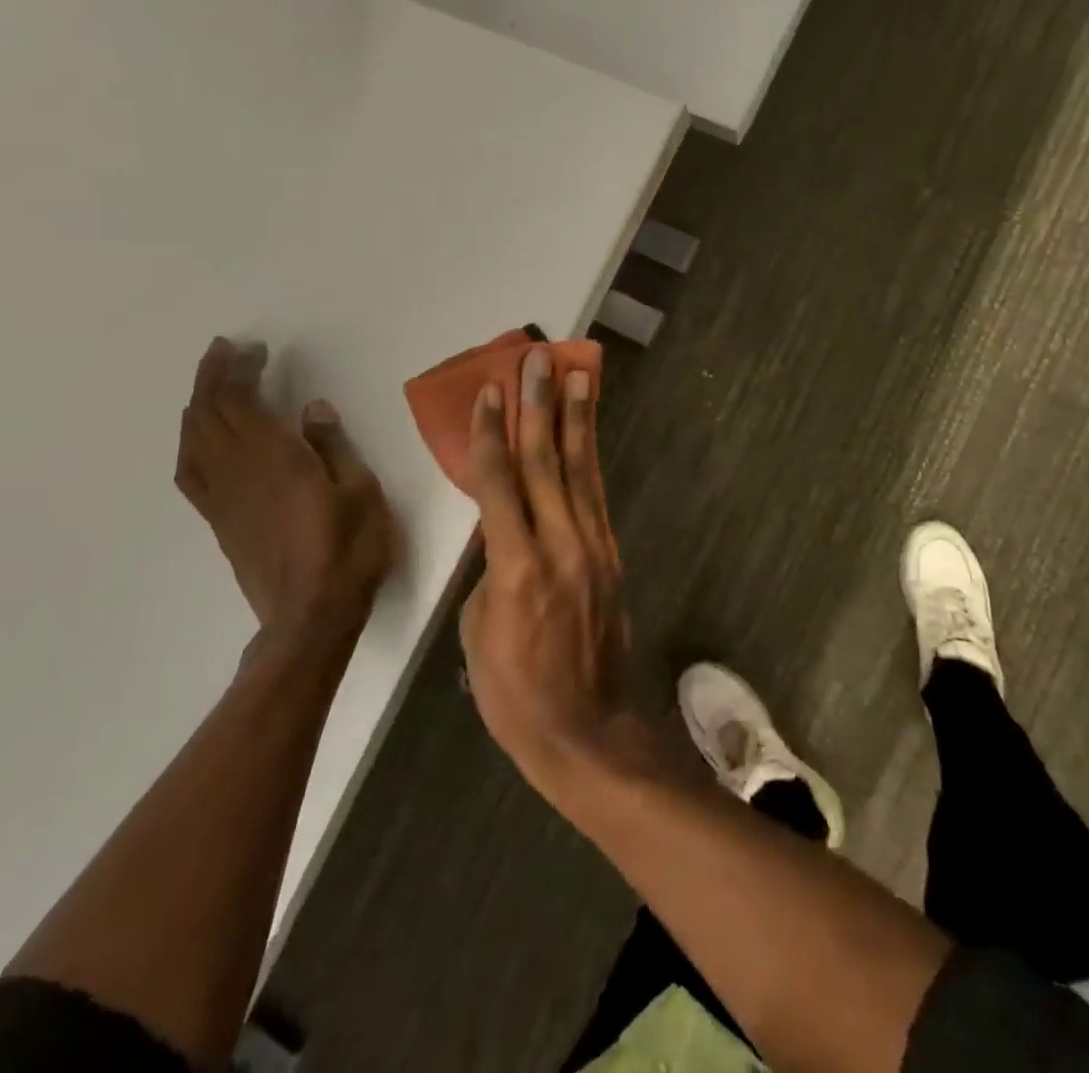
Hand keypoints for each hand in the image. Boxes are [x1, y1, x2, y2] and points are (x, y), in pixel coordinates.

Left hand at [174, 338, 397, 661]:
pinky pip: (190, 471)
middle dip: (213, 377)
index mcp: (275, 458)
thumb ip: (333, 447)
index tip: (252, 348)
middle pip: (209, 413)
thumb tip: (312, 408)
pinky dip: (190, 442)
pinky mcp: (219, 521)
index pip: (241, 401)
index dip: (239, 370)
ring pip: (193, 439)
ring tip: (211, 385)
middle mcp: (238, 470)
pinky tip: (199, 438)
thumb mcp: (361, 492)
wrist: (310, 617)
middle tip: (226, 351)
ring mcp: (222, 497)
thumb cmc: (348, 550)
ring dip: (197, 405)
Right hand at [459, 346, 631, 800]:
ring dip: (576, 418)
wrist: (587, 730)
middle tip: (538, 358)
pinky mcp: (610, 555)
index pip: (499, 482)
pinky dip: (590, 456)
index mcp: (518, 566)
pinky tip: (587, 431)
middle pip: (545, 461)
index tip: (491, 390)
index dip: (493, 433)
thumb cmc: (515, 693)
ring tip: (577, 373)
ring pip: (579, 469)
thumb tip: (501, 533)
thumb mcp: (478, 632)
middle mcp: (561, 544)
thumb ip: (490, 569)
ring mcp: (593, 547)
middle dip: (540, 405)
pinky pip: (595, 494)